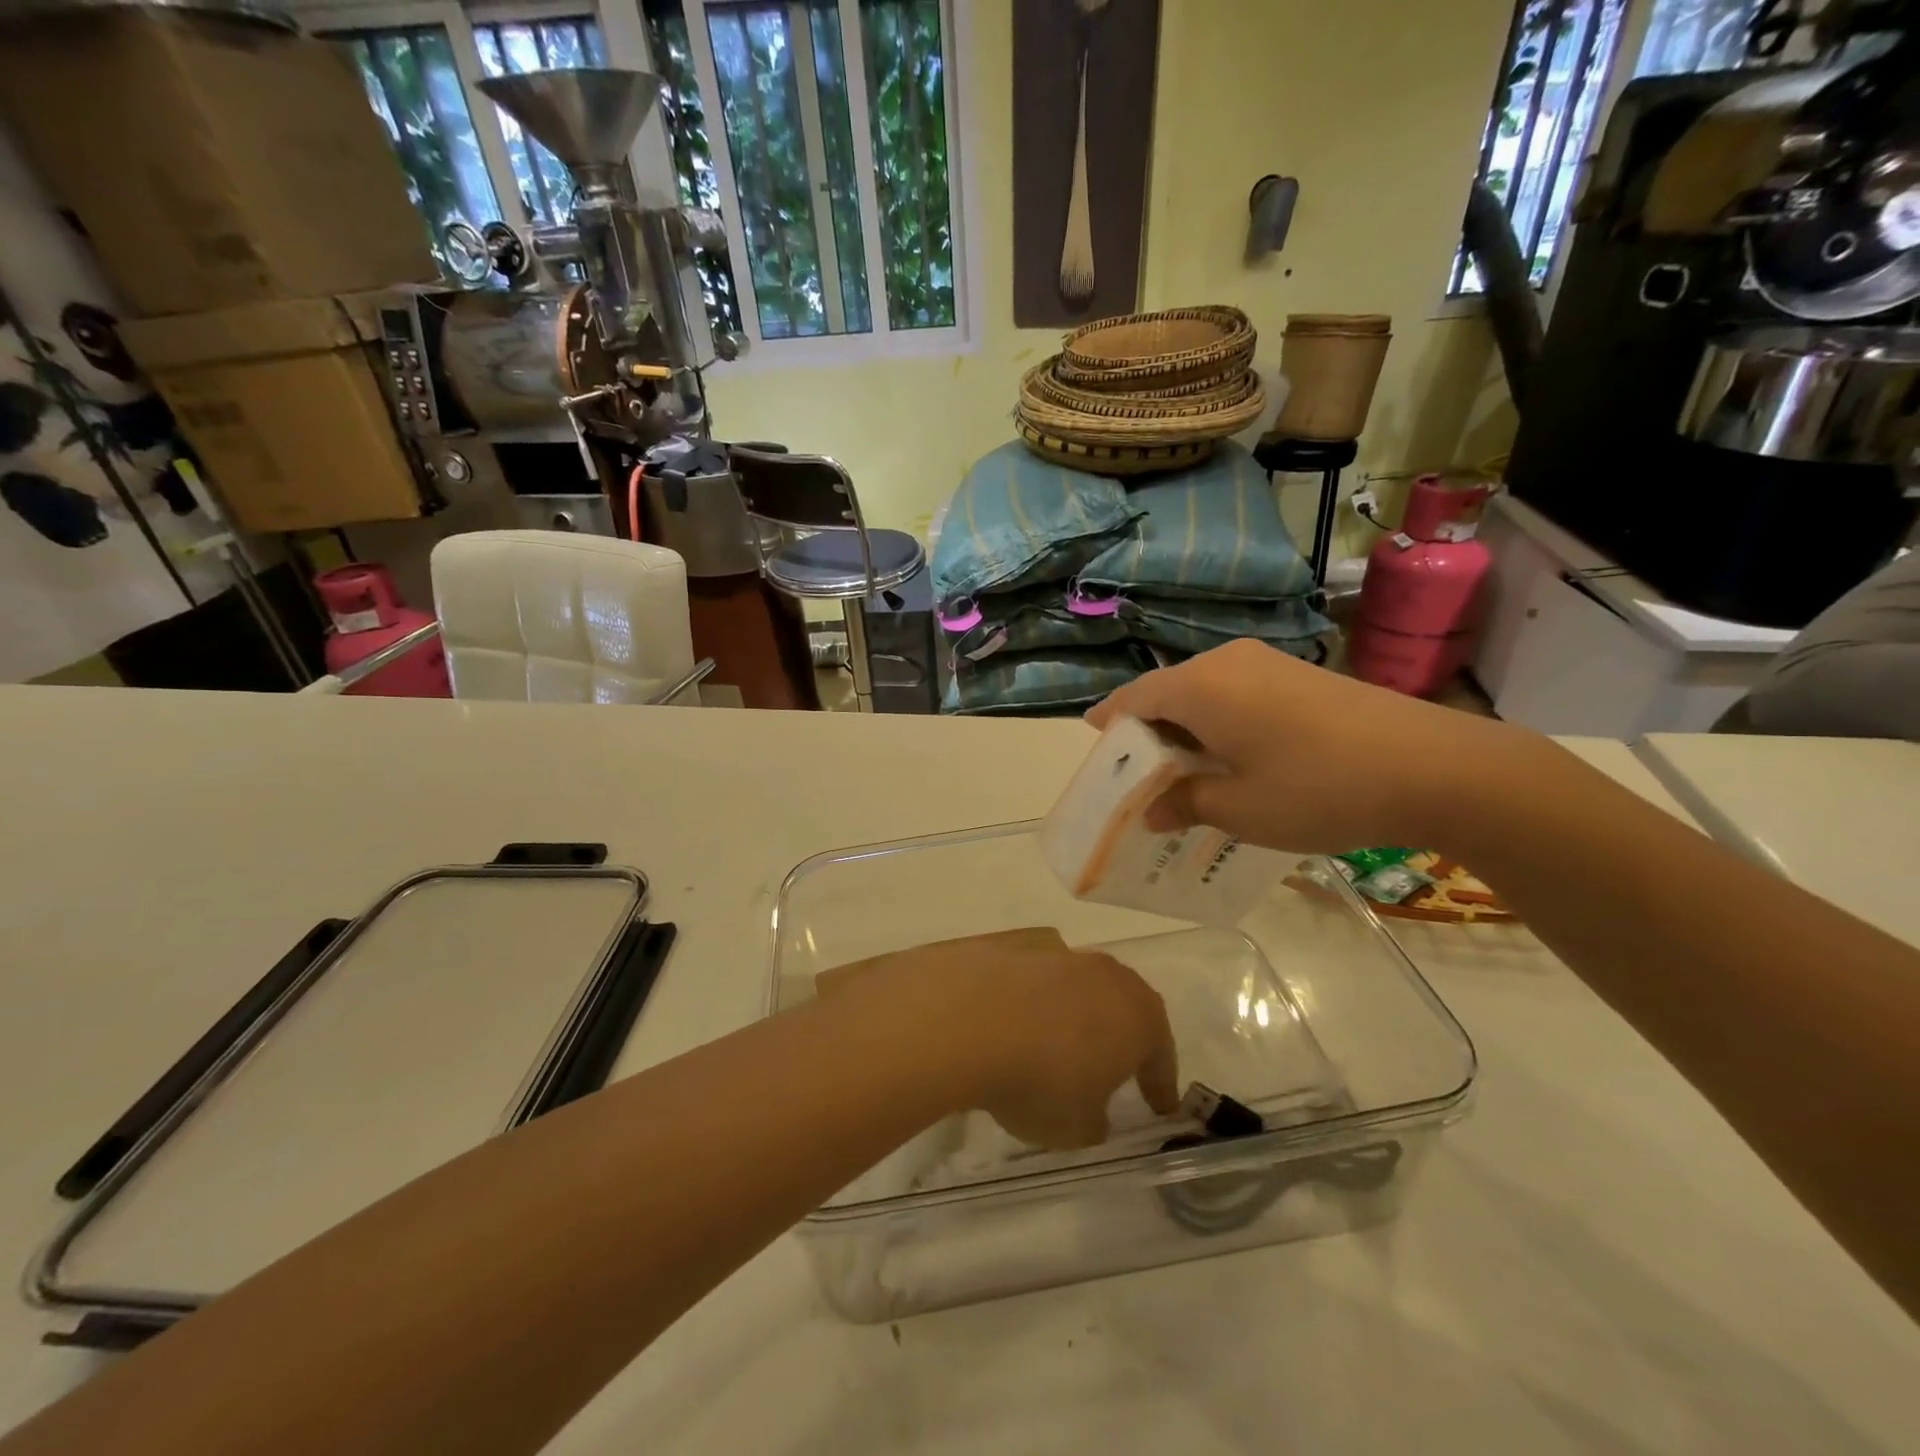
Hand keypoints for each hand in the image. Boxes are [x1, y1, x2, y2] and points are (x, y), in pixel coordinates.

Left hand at [817, 929, 1178, 1148]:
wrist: (966, 1018)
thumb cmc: (1040, 1080)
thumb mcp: (1076, 1127)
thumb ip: (1094, 1120)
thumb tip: (1093, 1111)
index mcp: (1139, 1016)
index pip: (1160, 1054)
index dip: (1160, 1084)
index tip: (1161, 1106)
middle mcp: (1105, 975)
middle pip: (1123, 1006)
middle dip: (1120, 1036)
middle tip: (1114, 1066)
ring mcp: (1057, 953)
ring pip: (1077, 986)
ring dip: (1072, 1013)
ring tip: (1053, 1044)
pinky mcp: (1012, 945)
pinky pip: (1033, 978)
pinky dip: (1029, 999)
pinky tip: (1011, 1021)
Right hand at [1086, 639, 1533, 854]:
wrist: (1435, 767)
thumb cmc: (1317, 789)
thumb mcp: (1239, 809)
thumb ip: (1184, 803)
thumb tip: (1151, 810)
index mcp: (1200, 687)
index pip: (1133, 698)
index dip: (1109, 725)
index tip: (1096, 752)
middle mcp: (1227, 662)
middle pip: (1167, 692)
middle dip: (1147, 733)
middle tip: (1141, 778)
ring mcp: (1268, 664)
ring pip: (1203, 694)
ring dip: (1186, 730)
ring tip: (1185, 775)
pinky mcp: (1300, 675)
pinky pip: (1237, 695)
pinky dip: (1220, 724)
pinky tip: (1233, 761)